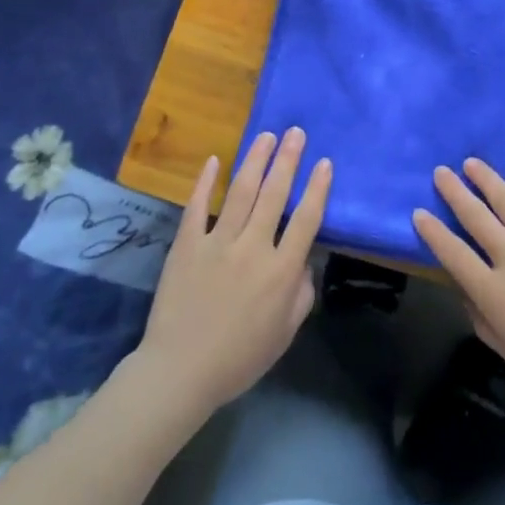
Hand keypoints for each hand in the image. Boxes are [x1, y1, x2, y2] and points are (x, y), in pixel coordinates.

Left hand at [136, 128, 331, 414]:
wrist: (180, 372)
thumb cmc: (239, 358)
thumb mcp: (285, 333)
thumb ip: (301, 294)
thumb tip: (304, 261)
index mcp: (281, 271)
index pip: (306, 219)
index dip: (317, 188)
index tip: (324, 162)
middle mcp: (253, 248)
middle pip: (274, 195)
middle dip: (288, 160)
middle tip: (296, 132)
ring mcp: (217, 243)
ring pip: (240, 192)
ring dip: (255, 160)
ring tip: (266, 136)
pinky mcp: (187, 245)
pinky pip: (198, 207)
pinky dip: (205, 182)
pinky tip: (213, 161)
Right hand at [413, 160, 504, 413]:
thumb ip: (482, 319)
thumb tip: (466, 291)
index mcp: (495, 293)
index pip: (454, 255)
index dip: (433, 233)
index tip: (419, 212)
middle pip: (477, 219)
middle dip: (455, 193)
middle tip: (440, 172)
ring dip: (488, 180)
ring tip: (471, 162)